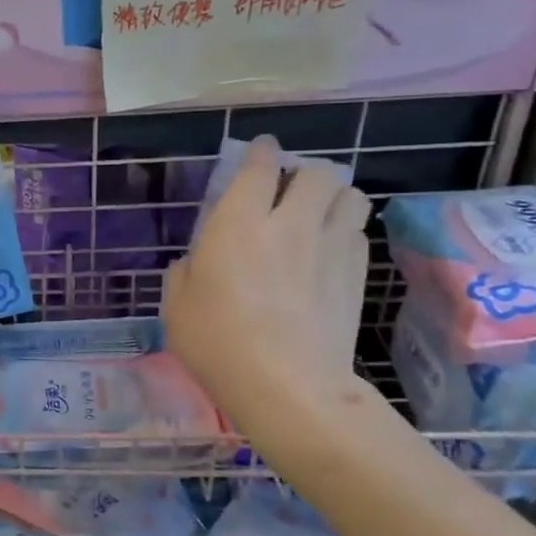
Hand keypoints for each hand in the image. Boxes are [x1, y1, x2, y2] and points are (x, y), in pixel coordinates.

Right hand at [163, 137, 369, 427]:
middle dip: (306, 174)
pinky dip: (345, 232)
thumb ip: (185, 272)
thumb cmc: (218, 342)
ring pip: (351, 196)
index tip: (263, 150)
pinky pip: (357, 234)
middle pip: (319, 173)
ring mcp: (330, 247)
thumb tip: (197, 262)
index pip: (260, 167)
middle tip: (291, 191)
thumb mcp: (177, 306)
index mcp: (238, 223)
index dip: (262, 152)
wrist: (287, 385)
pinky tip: (329, 253)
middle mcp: (290, 223)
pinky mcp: (356, 275)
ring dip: (334, 198)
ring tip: (319, 215)